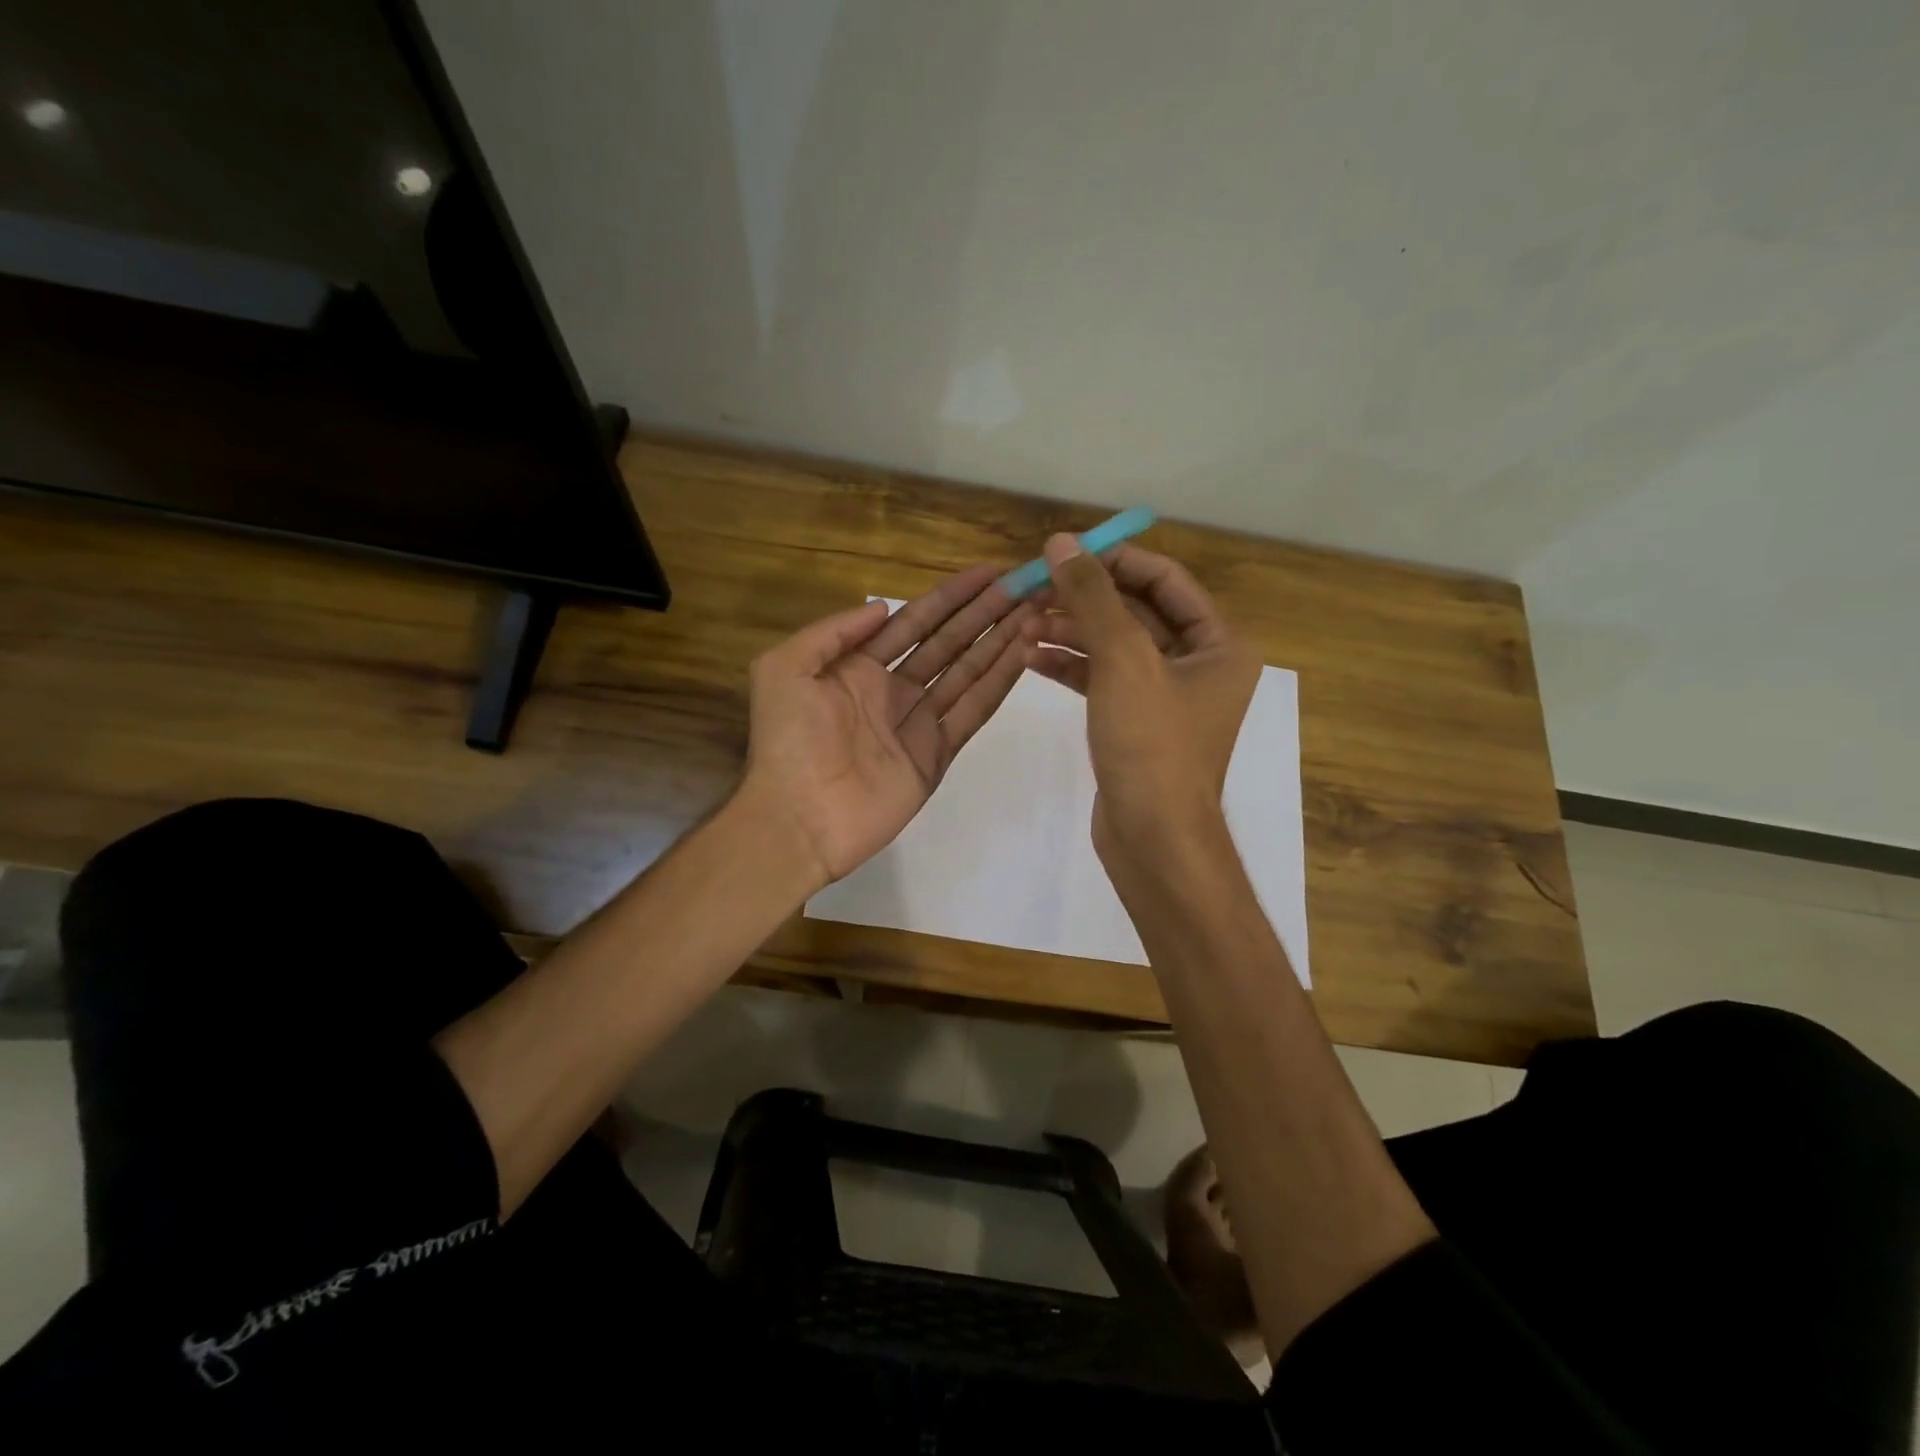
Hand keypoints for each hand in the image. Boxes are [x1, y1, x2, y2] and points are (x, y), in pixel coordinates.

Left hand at [741, 566, 1037, 886]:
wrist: (798, 818)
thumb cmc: (787, 741)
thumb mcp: (785, 669)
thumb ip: (833, 632)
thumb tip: (884, 607)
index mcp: (859, 668)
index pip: (915, 621)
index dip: (951, 596)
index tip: (989, 572)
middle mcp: (894, 690)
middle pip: (949, 642)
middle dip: (986, 613)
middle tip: (1026, 586)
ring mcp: (918, 723)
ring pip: (968, 672)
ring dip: (1001, 641)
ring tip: (1036, 611)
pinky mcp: (937, 754)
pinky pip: (973, 711)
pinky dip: (998, 683)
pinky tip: (1024, 654)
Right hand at [1031, 536, 1259, 858]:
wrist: (1152, 837)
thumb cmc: (1151, 744)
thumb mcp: (1123, 660)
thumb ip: (1092, 597)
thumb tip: (1062, 542)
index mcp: (1219, 643)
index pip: (1164, 580)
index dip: (1114, 560)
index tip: (1064, 552)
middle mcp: (1199, 664)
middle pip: (1136, 611)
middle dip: (1083, 600)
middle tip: (1031, 589)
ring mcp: (1166, 695)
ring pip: (1114, 646)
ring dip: (1070, 632)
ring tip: (1022, 626)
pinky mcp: (1136, 722)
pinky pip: (1104, 679)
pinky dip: (1071, 667)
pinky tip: (1031, 658)